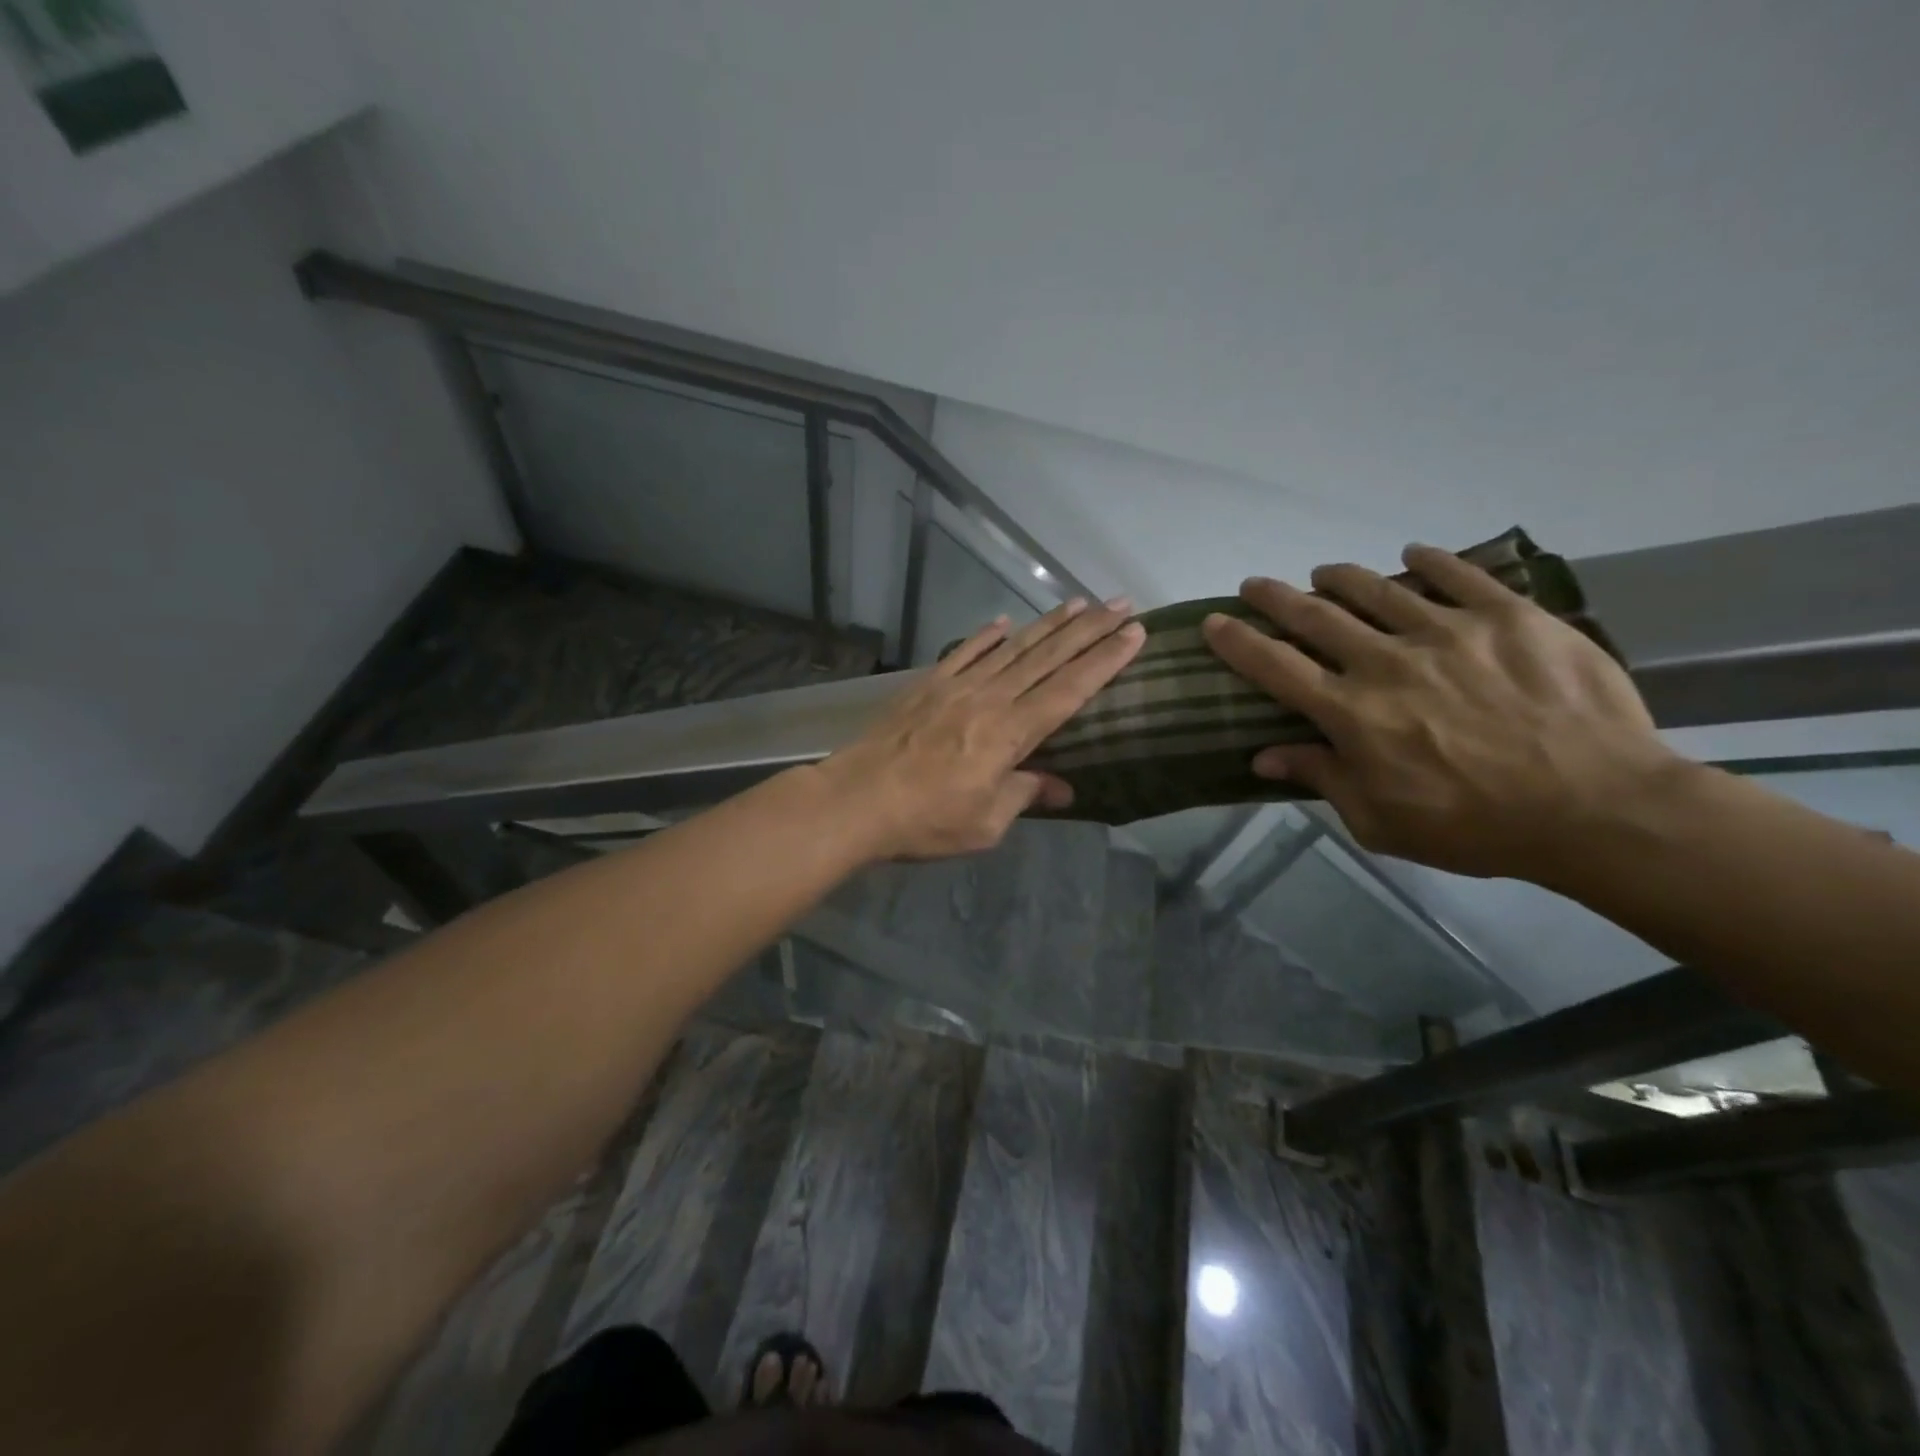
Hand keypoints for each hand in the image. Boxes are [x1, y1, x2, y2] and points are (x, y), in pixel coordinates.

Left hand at [818, 598, 1144, 860]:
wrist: (856, 800)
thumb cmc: (925, 820)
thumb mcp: (985, 823)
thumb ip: (1024, 795)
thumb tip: (1061, 787)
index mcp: (1011, 733)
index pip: (1070, 690)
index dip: (1105, 660)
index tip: (1135, 632)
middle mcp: (990, 699)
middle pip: (1047, 658)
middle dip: (1089, 629)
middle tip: (1120, 603)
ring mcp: (956, 687)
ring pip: (1012, 648)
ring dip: (1047, 625)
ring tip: (1078, 603)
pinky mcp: (927, 685)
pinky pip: (964, 653)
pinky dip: (985, 636)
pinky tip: (1003, 623)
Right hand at [1203, 546, 1679, 879]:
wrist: (1599, 808)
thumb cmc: (1477, 826)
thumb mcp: (1381, 821)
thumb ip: (1322, 778)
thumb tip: (1264, 757)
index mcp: (1352, 712)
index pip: (1275, 666)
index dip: (1238, 642)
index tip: (1214, 622)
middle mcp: (1387, 661)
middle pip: (1315, 616)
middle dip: (1275, 598)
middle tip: (1255, 585)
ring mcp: (1449, 631)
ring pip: (1377, 588)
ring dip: (1339, 577)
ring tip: (1324, 572)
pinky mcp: (1509, 616)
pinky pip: (1459, 574)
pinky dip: (1429, 560)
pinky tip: (1413, 555)